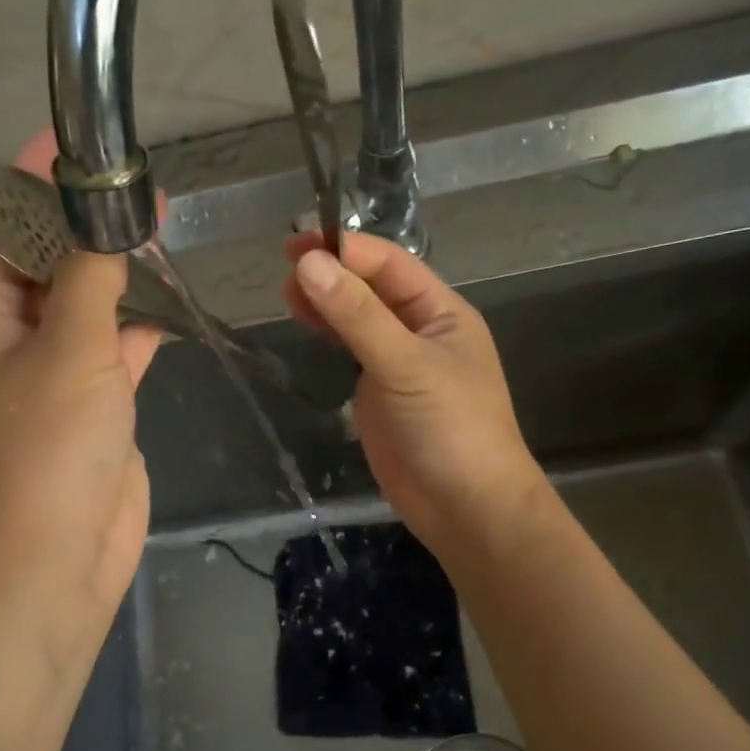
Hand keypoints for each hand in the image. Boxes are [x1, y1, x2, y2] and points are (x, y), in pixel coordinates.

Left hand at [0, 134, 161, 682]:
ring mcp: (51, 380)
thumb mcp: (71, 351)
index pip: (0, 233)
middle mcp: (8, 345)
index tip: (75, 146)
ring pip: (83, 310)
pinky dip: (135, 331)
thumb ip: (90, 278)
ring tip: (157, 232)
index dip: (34, 187)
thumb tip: (105, 220)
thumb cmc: (48, 452)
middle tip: (137, 190)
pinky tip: (166, 309)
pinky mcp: (90, 411)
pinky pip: (111, 354)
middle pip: (45, 267)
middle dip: (86, 229)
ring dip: (115, 277)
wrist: (59, 560)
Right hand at [283, 229, 546, 559]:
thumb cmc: (449, 428)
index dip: (346, 250)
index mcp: (441, 312)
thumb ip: (357, 315)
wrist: (466, 507)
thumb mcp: (405, 364)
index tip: (298, 243)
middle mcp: (420, 331)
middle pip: (371, 288)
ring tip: (286, 290)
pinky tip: (304, 322)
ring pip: (358, 319)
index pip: (389, 265)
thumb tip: (309, 264)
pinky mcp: (379, 394)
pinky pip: (351, 352)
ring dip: (326, 301)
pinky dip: (328, 334)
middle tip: (283, 262)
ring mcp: (398, 363)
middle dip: (332, 272)